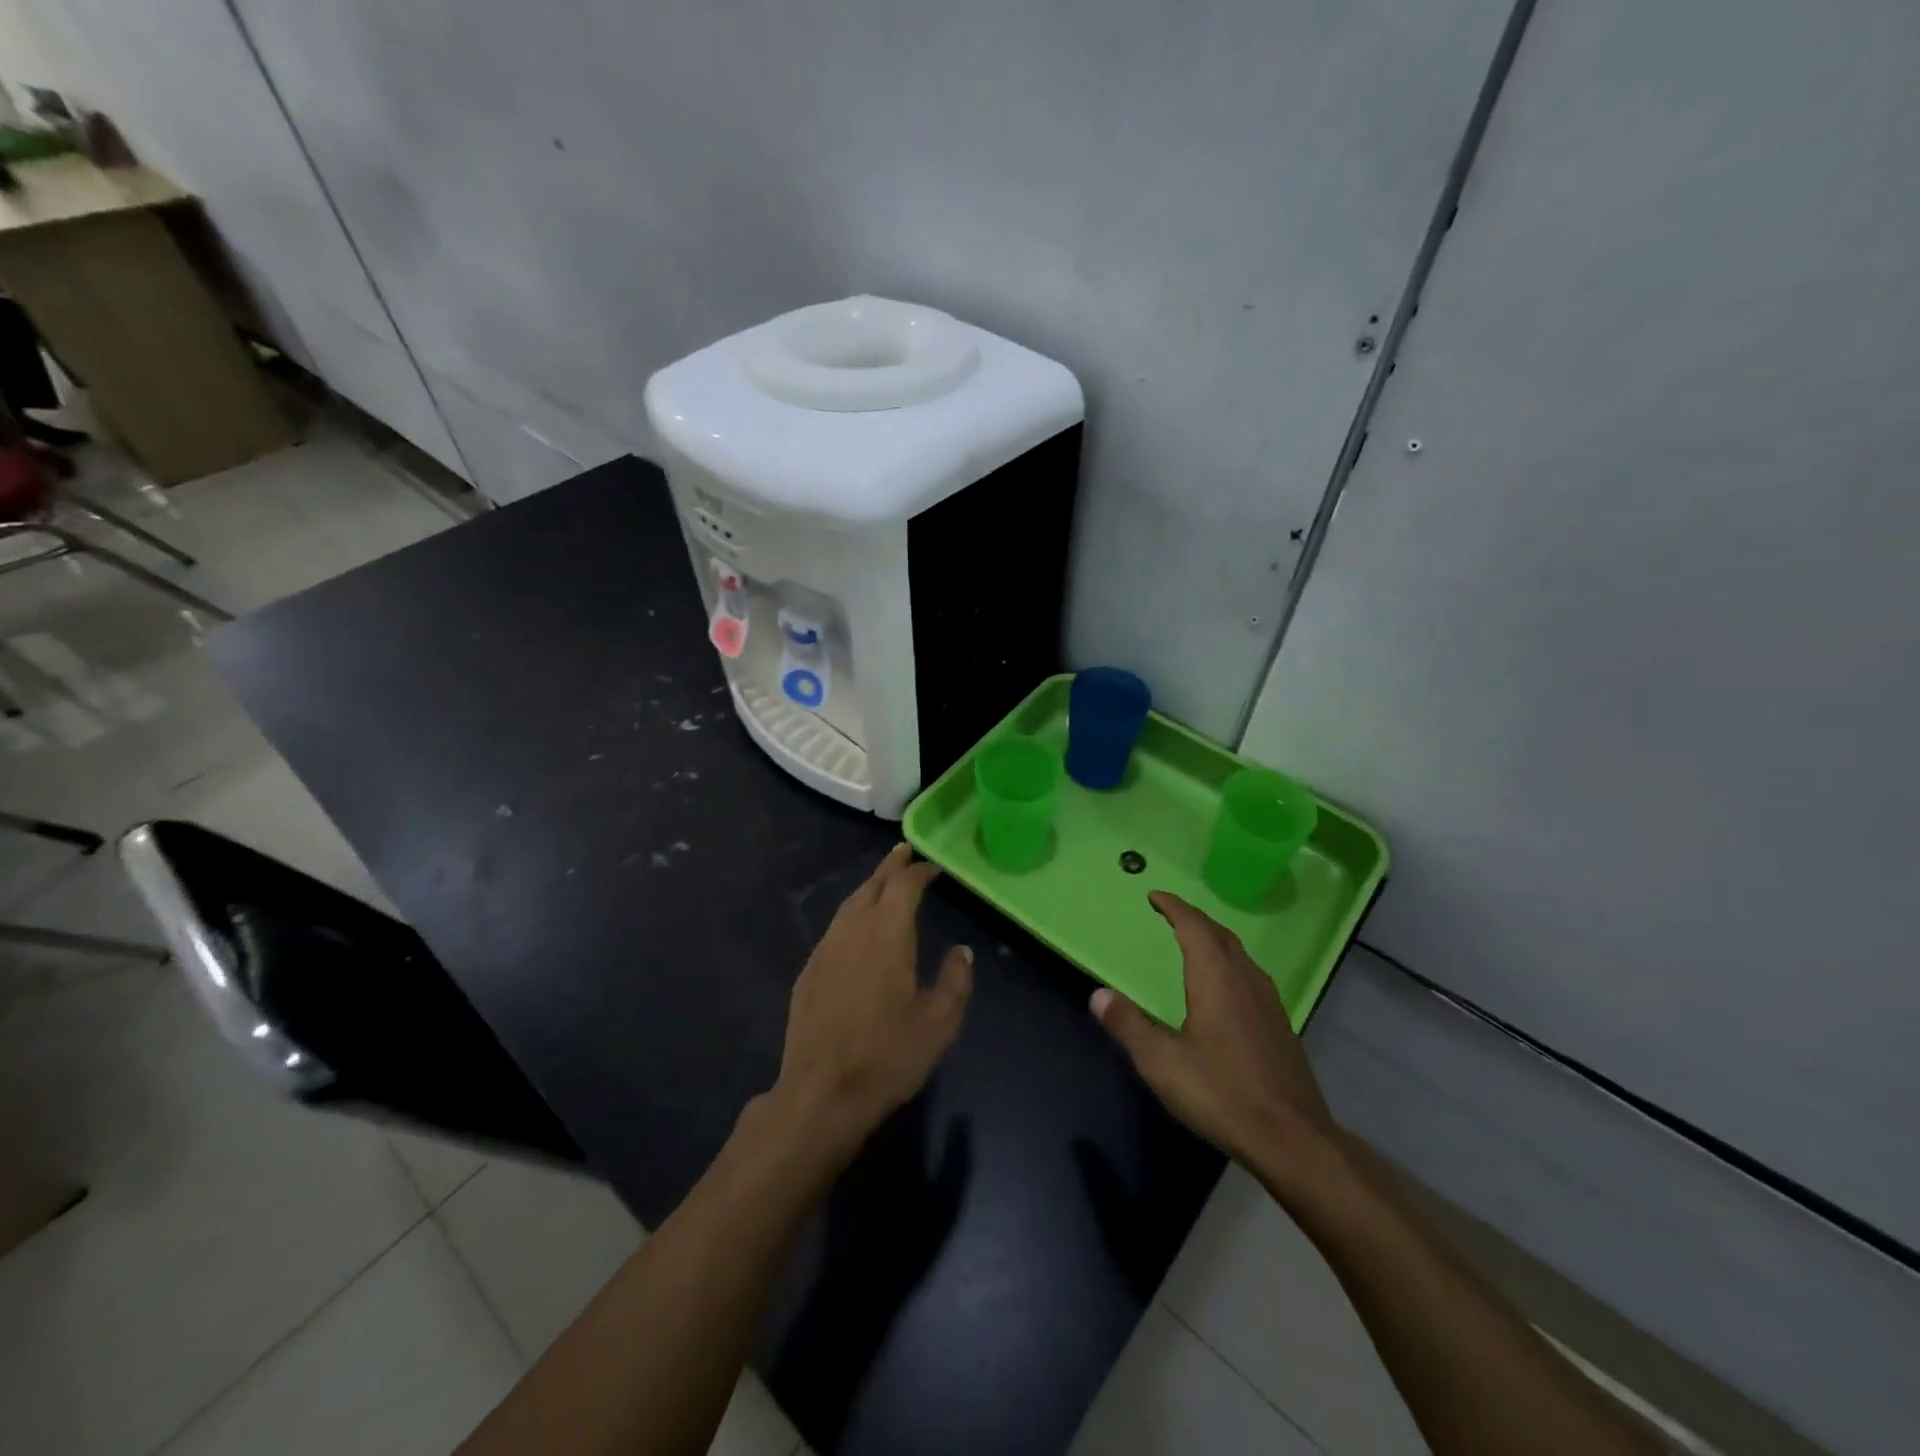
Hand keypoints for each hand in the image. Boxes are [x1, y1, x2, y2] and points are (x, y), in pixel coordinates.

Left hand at [773, 845, 973, 1156]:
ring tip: (883, 882)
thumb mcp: (939, 1023)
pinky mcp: (809, 972)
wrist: (821, 1093)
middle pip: (871, 886)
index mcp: (887, 934)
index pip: (903, 886)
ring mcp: (825, 950)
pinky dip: (851, 914)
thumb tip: (961, 951)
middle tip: (904, 853)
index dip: (918, 871)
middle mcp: (852, 931)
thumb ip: (955, 981)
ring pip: (848, 904)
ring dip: (869, 888)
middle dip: (890, 867)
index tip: (932, 866)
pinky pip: (834, 928)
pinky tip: (856, 927)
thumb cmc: (888, 1056)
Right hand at [1091, 892, 1338, 1188]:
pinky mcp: (1280, 1026)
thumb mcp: (1161, 1062)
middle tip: (1171, 915)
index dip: (1174, 908)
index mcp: (1216, 978)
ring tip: (1196, 944)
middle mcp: (1245, 979)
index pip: (1194, 927)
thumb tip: (1098, 995)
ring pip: (1240, 955)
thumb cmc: (1221, 1093)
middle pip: (1220, 935)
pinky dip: (1230, 964)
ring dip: (1215, 940)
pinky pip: (1250, 976)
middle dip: (1194, 919)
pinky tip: (1225, 989)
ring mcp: (1269, 1002)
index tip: (1155, 896)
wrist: (1291, 1139)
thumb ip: (1128, 1025)